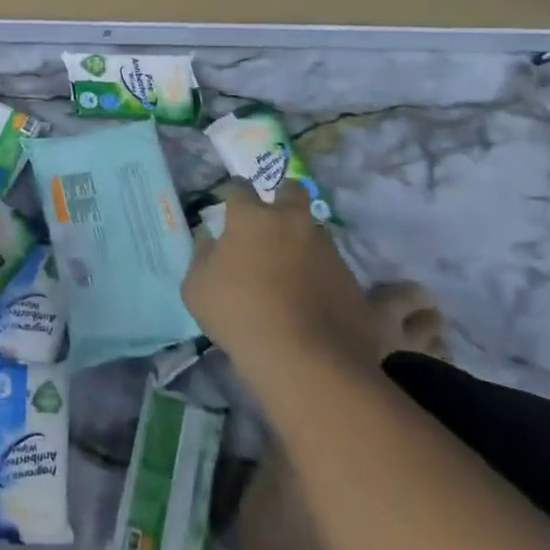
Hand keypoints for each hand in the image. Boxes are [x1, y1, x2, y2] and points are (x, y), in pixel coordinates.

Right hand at [183, 182, 380, 377]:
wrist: (305, 361)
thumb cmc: (239, 315)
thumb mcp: (197, 289)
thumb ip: (202, 256)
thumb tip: (209, 239)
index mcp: (252, 218)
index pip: (239, 188)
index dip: (232, 193)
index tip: (228, 204)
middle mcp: (292, 222)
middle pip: (293, 191)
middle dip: (283, 197)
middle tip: (273, 219)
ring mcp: (327, 250)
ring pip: (316, 229)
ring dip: (304, 239)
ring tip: (294, 266)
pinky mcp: (352, 280)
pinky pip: (334, 268)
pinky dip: (323, 276)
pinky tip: (314, 299)